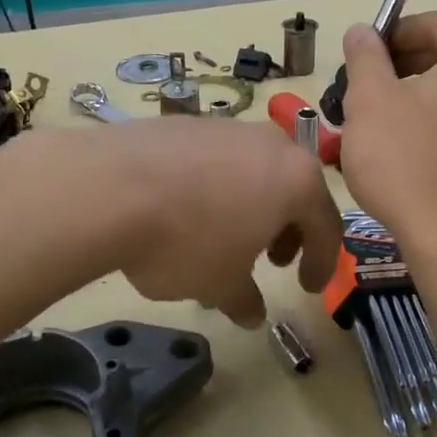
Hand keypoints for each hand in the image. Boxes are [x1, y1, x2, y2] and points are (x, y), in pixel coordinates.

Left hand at [44, 119, 344, 328]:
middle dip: (287, 228)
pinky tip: (186, 210)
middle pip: (293, 188)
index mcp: (296, 180)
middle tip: (271, 260)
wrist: (109, 188)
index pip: (327, 225)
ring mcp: (226, 127)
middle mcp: (270, 143)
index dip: (322, 262)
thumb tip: (252, 313)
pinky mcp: (186, 123)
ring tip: (224, 237)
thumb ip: (244, 298)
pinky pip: (216, 160)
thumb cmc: (186, 241)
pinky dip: (215, 187)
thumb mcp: (220, 283)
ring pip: (255, 170)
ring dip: (251, 206)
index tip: (307, 288)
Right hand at [338, 12, 436, 253]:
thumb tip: (362, 31)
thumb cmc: (406, 161)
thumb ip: (365, 55)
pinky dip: (435, 117)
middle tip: (360, 92)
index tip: (357, 61)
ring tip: (375, 120)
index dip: (389, 36)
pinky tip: (404, 144)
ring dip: (414, 94)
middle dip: (400, 66)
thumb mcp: (370, 99)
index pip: (432, 23)